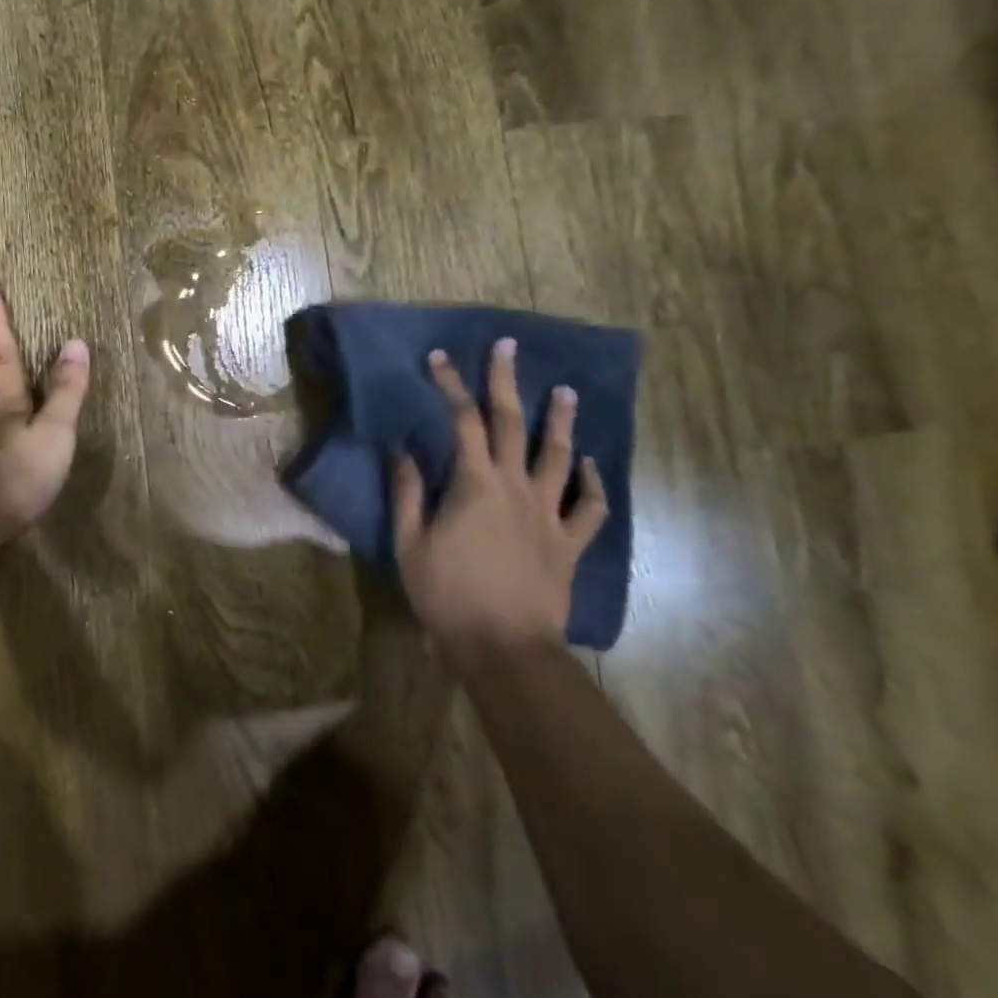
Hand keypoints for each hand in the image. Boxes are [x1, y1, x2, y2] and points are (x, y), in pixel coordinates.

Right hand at [391, 338, 607, 665]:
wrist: (505, 649)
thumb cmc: (447, 594)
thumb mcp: (409, 542)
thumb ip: (408, 492)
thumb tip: (403, 450)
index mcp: (475, 484)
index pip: (463, 421)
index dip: (451, 385)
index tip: (440, 358)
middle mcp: (516, 488)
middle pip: (513, 424)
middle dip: (506, 382)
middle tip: (508, 347)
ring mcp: (549, 515)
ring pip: (560, 457)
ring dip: (561, 421)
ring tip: (565, 391)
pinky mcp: (569, 544)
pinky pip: (590, 508)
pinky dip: (594, 483)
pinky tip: (590, 465)